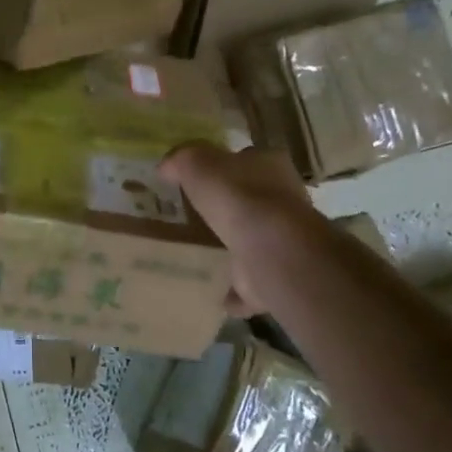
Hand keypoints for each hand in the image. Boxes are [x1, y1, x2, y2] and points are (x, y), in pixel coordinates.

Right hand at [159, 143, 324, 316]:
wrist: (269, 248)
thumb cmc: (235, 195)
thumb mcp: (196, 162)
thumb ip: (181, 160)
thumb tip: (167, 167)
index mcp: (269, 165)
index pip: (248, 159)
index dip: (226, 165)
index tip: (202, 178)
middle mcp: (285, 200)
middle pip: (255, 198)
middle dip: (232, 207)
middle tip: (200, 215)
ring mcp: (284, 240)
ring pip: (256, 240)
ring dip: (236, 247)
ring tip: (204, 252)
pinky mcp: (276, 275)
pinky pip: (251, 283)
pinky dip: (236, 290)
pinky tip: (214, 292)